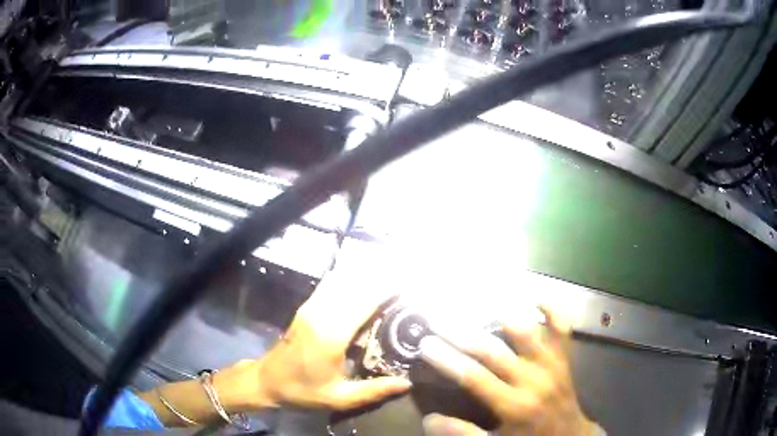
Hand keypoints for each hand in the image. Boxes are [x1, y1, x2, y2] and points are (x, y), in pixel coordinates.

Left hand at [239, 254, 411, 410]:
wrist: (267, 380)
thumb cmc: (302, 391)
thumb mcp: (340, 398)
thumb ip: (375, 390)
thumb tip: (407, 383)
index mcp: (332, 334)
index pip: (366, 299)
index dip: (390, 287)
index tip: (412, 284)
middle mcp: (322, 312)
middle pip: (357, 283)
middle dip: (384, 276)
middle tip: (409, 277)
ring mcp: (312, 306)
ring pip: (344, 278)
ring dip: (369, 273)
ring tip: (393, 274)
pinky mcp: (307, 306)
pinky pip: (332, 283)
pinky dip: (352, 276)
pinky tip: (366, 277)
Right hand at [420, 307, 598, 435]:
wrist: (570, 435)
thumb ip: (462, 433)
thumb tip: (428, 419)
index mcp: (513, 405)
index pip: (474, 377)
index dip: (447, 359)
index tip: (425, 344)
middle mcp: (533, 379)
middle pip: (494, 350)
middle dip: (461, 333)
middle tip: (437, 318)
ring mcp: (552, 363)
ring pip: (527, 330)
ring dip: (501, 311)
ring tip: (477, 297)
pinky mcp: (565, 356)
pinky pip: (561, 326)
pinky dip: (550, 307)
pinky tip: (531, 294)